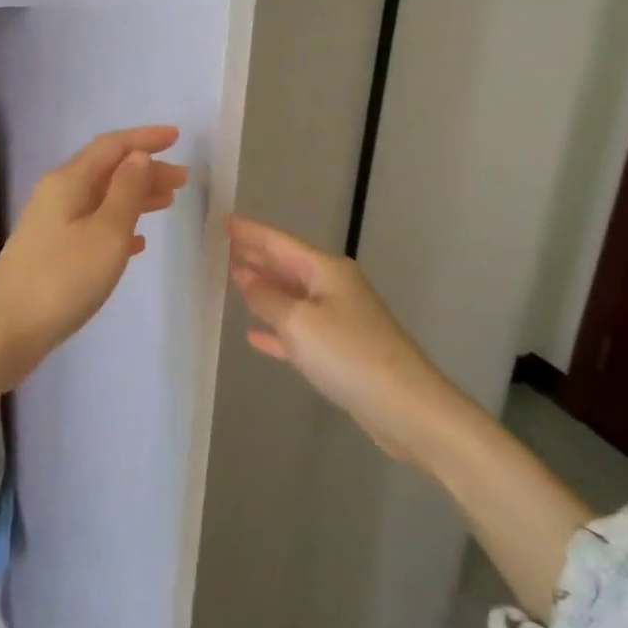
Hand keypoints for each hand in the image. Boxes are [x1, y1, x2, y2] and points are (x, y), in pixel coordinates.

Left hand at [0, 127, 188, 388]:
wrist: (5, 332)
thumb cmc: (63, 279)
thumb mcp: (106, 233)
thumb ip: (126, 191)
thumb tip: (139, 156)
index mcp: (69, 182)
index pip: (111, 147)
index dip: (144, 139)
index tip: (177, 137)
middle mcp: (57, 195)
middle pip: (107, 171)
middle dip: (145, 170)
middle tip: (182, 179)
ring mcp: (51, 225)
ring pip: (101, 199)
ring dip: (135, 197)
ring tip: (167, 203)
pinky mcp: (50, 253)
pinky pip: (92, 227)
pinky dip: (118, 226)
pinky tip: (137, 243)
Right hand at [228, 215, 444, 464]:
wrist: (404, 406)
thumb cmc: (348, 354)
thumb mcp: (298, 322)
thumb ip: (267, 298)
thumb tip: (246, 277)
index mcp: (326, 271)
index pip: (280, 242)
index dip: (251, 232)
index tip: (224, 221)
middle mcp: (333, 287)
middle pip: (287, 265)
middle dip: (256, 256)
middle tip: (223, 248)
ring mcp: (339, 319)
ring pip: (292, 296)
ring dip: (264, 289)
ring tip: (234, 280)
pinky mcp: (340, 351)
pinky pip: (299, 330)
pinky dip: (276, 329)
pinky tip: (255, 335)